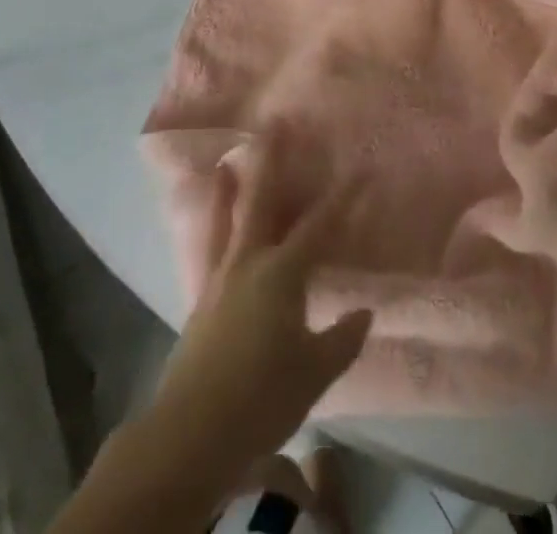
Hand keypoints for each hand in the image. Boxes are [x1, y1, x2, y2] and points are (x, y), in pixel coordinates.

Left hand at [143, 153, 371, 487]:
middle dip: (271, 161)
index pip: (319, 226)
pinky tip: (213, 223)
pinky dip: (212, 227)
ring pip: (226, 220)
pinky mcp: (201, 299)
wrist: (192, 432)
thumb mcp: (313, 373)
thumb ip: (341, 339)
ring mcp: (220, 278)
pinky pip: (210, 248)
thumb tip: (364, 311)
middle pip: (262, 201)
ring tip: (226, 159)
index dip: (342, 198)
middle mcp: (249, 262)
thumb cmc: (262, 398)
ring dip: (229, 187)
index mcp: (281, 273)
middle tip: (274, 124)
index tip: (359, 169)